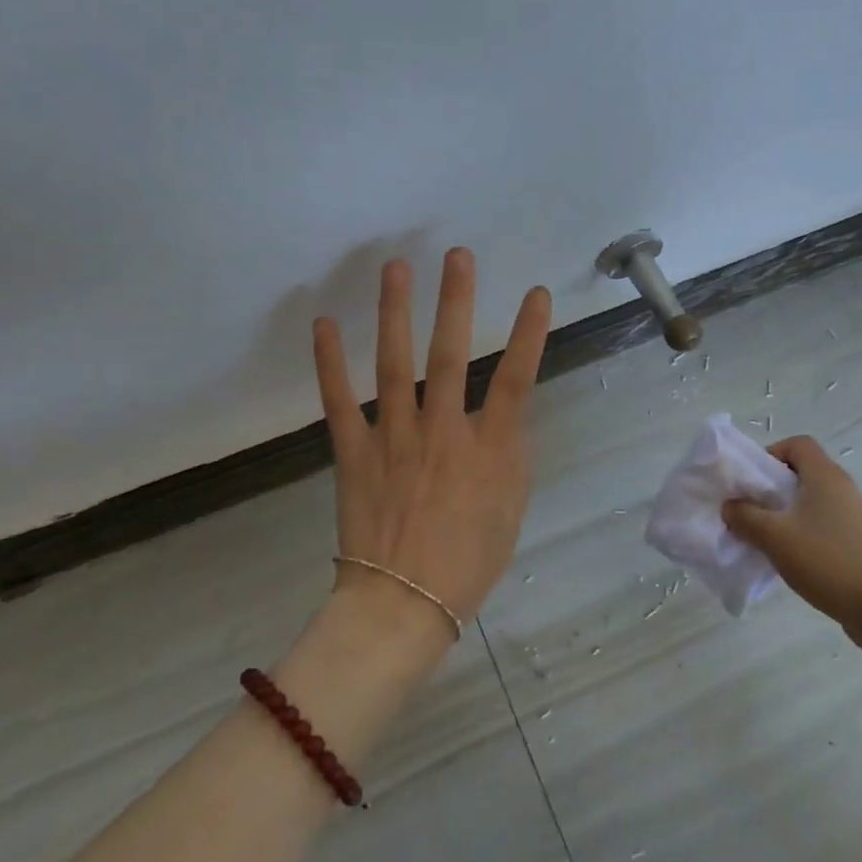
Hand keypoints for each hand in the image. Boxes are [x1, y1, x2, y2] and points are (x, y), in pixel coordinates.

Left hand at [312, 248, 552, 637]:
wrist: (402, 606)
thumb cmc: (468, 564)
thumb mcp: (511, 512)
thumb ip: (513, 458)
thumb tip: (510, 418)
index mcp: (488, 450)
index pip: (517, 380)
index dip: (530, 334)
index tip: (537, 294)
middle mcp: (443, 433)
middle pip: (452, 356)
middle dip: (456, 301)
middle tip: (457, 255)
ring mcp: (394, 439)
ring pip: (395, 365)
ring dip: (396, 313)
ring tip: (396, 269)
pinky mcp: (354, 453)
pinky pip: (340, 402)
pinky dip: (330, 363)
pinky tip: (324, 324)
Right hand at [722, 436, 861, 660]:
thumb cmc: (826, 559)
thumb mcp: (774, 536)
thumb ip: (745, 516)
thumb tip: (730, 506)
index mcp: (824, 475)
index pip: (797, 444)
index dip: (771, 454)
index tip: (751, 481)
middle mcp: (839, 487)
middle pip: (800, 472)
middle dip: (769, 487)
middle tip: (748, 509)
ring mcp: (849, 515)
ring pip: (807, 501)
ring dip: (781, 513)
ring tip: (761, 535)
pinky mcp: (853, 540)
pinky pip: (817, 524)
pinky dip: (797, 532)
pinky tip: (783, 555)